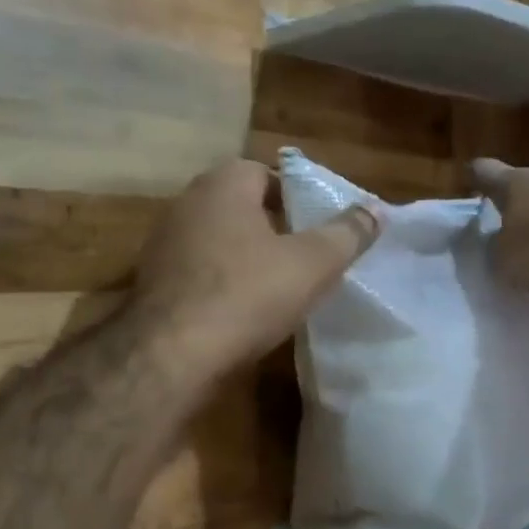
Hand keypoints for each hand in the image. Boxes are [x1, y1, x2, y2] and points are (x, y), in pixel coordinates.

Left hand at [132, 158, 380, 382]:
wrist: (172, 354)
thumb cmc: (248, 294)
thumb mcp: (313, 263)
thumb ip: (347, 233)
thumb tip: (376, 209)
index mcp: (224, 185)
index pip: (265, 174)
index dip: (296, 198)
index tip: (317, 228)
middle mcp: (187, 202)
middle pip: (240, 205)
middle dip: (272, 226)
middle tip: (303, 256)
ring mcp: (163, 242)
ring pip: (217, 238)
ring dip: (244, 255)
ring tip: (276, 285)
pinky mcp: (152, 280)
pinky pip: (197, 269)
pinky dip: (219, 281)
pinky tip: (238, 309)